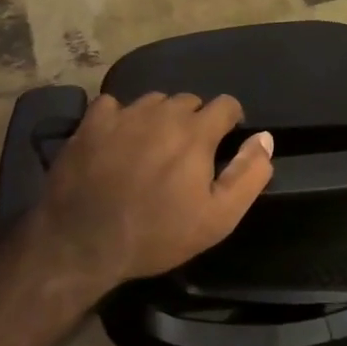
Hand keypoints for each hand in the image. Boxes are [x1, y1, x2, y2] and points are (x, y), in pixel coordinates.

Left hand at [33, 91, 274, 286]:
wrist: (82, 244)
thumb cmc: (157, 234)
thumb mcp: (218, 218)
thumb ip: (248, 174)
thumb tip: (265, 138)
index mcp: (196, 131)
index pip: (226, 104)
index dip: (230, 121)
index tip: (223, 143)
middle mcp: (162, 112)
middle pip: (189, 101)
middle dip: (194, 122)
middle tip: (185, 155)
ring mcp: (124, 114)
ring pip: (153, 102)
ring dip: (159, 118)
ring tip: (151, 148)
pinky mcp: (91, 123)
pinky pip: (114, 106)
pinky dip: (120, 118)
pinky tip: (115, 142)